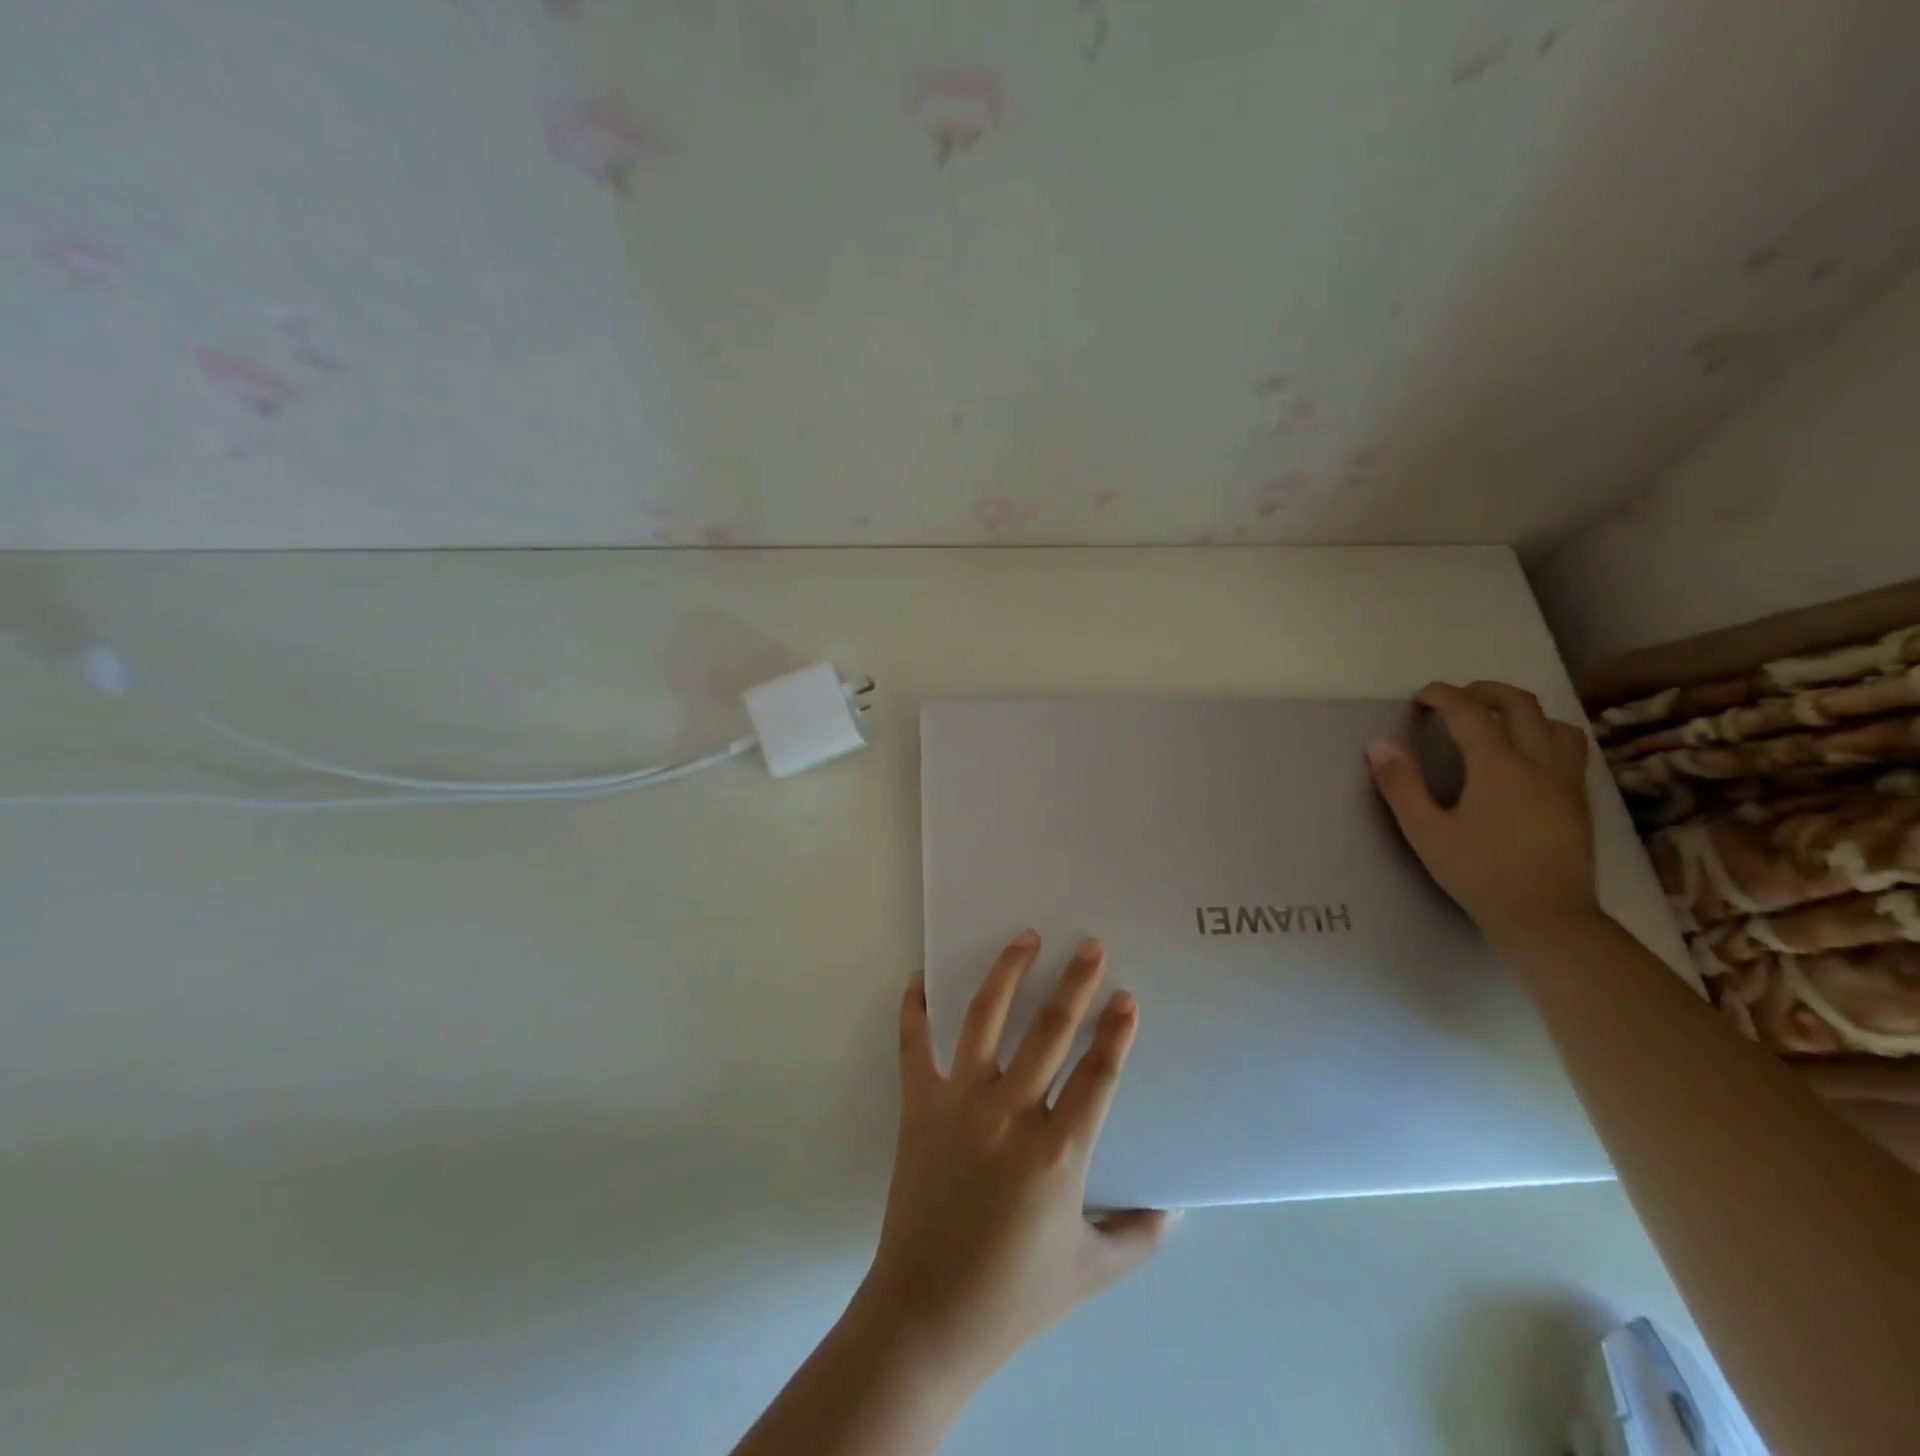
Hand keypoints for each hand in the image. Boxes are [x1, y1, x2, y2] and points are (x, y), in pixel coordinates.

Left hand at [853, 933, 1170, 1392]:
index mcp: (1057, 1153)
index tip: (1126, 997)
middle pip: (1049, 1032)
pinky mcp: (918, 1105)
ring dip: (1007, 973)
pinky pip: (914, 1045)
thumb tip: (1174, 1210)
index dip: (1115, 1032)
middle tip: (1089, 946)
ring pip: (984, 1019)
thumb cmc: (1013, 1296)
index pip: (1097, 1075)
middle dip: (1074, 984)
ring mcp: (959, 1103)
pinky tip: (919, 977)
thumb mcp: (1090, 1271)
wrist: (927, 1316)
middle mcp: (1009, 1114)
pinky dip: (915, 1009)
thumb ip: (1137, 1236)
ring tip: (1024, 937)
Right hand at [1367, 681, 1598, 944]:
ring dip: (1521, 711)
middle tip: (1454, 699)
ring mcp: (1565, 780)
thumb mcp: (1426, 832)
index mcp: (1499, 767)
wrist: (1546, 917)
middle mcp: (1539, 762)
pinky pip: (1568, 747)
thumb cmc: (1479, 874)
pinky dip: (1543, 733)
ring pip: (1554, 723)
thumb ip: (1401, 785)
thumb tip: (1379, 744)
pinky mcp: (1578, 799)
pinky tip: (1524, 755)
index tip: (1420, 697)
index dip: (1443, 696)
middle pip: (1520, 704)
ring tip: (1493, 721)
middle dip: (1484, 691)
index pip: (1470, 712)